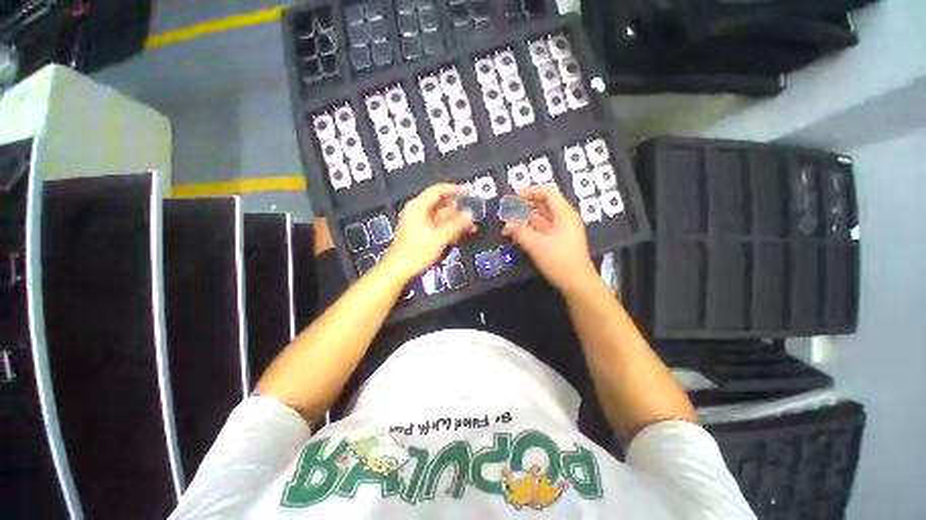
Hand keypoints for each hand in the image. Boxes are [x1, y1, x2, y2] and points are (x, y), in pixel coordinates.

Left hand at [383, 184, 474, 280]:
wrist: (400, 269)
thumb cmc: (418, 250)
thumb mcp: (440, 237)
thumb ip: (456, 224)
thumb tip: (470, 214)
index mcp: (419, 206)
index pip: (438, 190)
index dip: (455, 190)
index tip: (469, 193)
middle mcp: (419, 211)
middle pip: (441, 204)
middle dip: (458, 209)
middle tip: (472, 215)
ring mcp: (420, 222)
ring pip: (442, 216)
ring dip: (456, 221)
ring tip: (471, 228)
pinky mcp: (422, 233)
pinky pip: (439, 226)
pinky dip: (450, 228)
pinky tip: (462, 234)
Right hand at [502, 186, 597, 291]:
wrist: (576, 282)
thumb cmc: (558, 260)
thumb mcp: (536, 245)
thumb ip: (519, 231)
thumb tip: (507, 225)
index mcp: (563, 214)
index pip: (547, 194)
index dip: (530, 192)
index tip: (513, 197)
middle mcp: (563, 219)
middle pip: (542, 206)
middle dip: (522, 208)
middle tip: (505, 212)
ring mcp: (560, 230)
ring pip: (539, 219)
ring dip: (523, 221)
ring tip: (506, 227)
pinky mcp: (556, 241)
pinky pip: (540, 230)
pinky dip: (528, 231)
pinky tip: (515, 235)